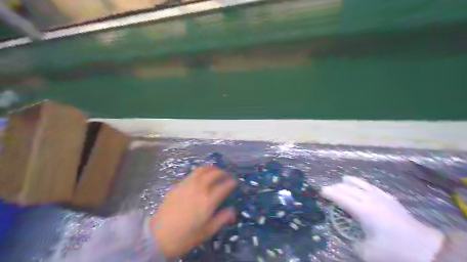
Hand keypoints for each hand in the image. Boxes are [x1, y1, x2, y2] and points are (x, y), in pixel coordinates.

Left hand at [150, 167, 237, 258]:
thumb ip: (221, 219)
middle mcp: (199, 189)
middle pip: (213, 174)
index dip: (231, 182)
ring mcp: (187, 185)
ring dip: (211, 168)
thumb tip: (232, 210)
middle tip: (226, 175)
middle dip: (222, 172)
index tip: (234, 181)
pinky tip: (200, 177)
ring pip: (201, 170)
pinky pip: (191, 174)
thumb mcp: (207, 231)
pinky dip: (199, 172)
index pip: (224, 186)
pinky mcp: (177, 185)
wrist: (158, 236)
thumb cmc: (185, 236)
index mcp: (208, 201)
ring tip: (214, 170)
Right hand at [322, 177, 444, 261]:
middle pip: (349, 189)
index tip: (320, 190)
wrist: (427, 248)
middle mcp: (370, 200)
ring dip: (351, 182)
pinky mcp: (391, 199)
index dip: (329, 193)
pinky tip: (364, 186)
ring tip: (344, 179)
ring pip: (362, 185)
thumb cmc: (394, 250)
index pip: (341, 197)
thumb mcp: (368, 252)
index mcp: (362, 211)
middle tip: (328, 189)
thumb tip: (349, 237)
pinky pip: (373, 187)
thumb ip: (354, 243)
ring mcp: (381, 198)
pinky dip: (365, 185)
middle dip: (337, 187)